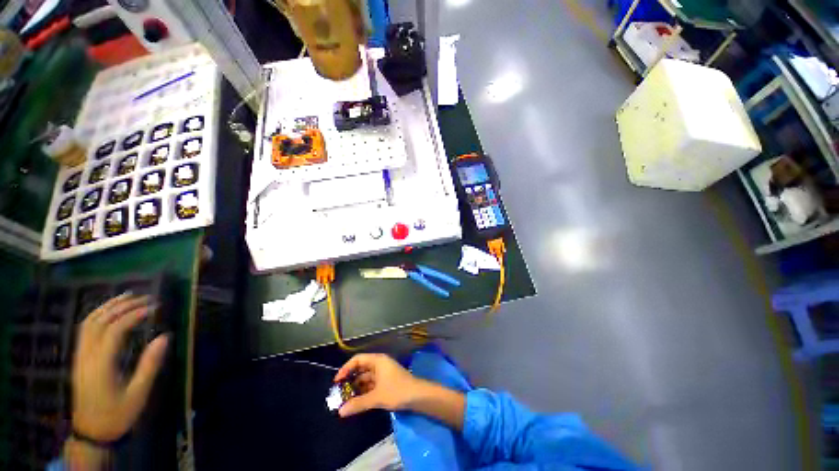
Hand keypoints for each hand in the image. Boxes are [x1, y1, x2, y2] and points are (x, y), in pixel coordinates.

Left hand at [71, 294, 169, 441]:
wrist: (92, 433)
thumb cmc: (118, 414)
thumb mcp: (138, 394)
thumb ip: (150, 365)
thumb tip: (165, 337)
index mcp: (101, 365)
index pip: (114, 330)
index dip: (134, 315)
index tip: (154, 307)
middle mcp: (86, 356)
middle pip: (98, 322)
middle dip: (121, 306)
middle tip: (144, 297)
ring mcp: (79, 357)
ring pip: (87, 324)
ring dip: (106, 307)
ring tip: (126, 296)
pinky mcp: (79, 359)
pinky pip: (84, 331)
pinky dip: (97, 316)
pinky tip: (109, 312)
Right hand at [334, 353, 420, 416]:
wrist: (418, 396)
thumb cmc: (397, 391)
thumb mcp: (377, 397)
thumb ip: (358, 403)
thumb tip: (340, 412)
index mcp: (378, 360)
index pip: (358, 359)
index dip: (346, 368)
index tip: (336, 381)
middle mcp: (380, 364)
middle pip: (361, 368)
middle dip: (350, 379)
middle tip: (338, 392)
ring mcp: (383, 373)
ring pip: (366, 377)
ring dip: (356, 387)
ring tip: (345, 399)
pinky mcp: (386, 382)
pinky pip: (371, 384)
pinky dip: (364, 391)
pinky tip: (357, 401)